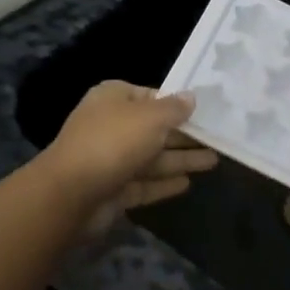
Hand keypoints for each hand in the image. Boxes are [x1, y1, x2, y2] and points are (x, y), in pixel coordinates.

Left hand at [41, 81, 217, 233]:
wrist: (71, 194)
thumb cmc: (113, 141)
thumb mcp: (150, 117)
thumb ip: (174, 109)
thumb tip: (191, 97)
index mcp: (113, 99)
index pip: (150, 96)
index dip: (176, 102)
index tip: (205, 110)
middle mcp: (111, 126)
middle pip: (154, 128)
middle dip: (184, 134)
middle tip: (218, 137)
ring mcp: (111, 160)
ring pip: (152, 157)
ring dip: (181, 159)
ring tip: (214, 161)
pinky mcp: (113, 190)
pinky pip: (145, 183)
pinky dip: (165, 183)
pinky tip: (189, 183)